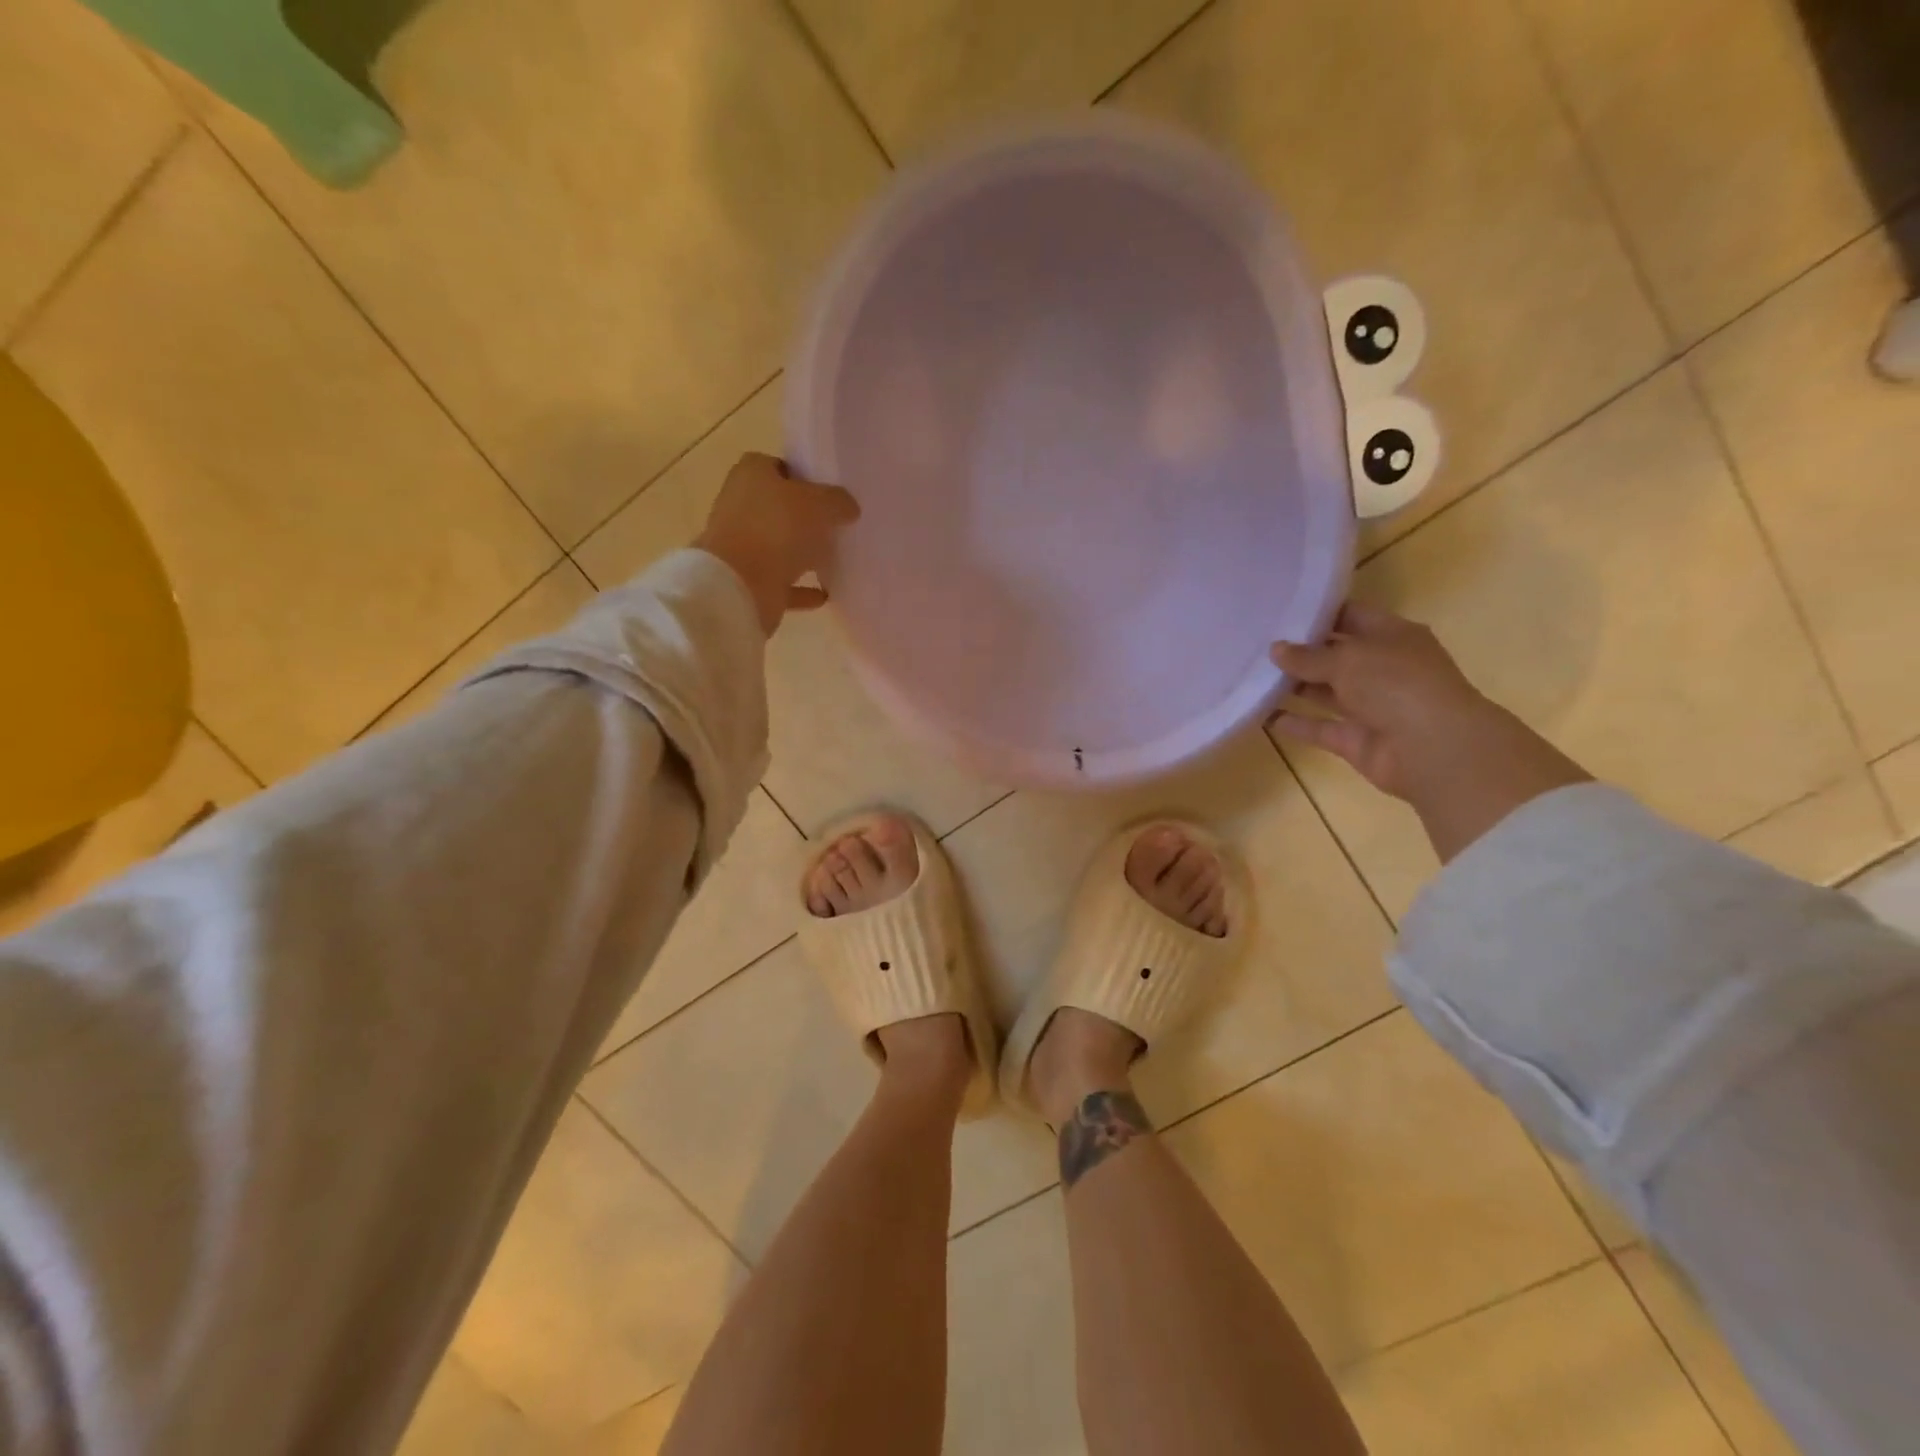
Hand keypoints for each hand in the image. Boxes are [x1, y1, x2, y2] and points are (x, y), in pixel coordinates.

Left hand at [694, 453, 859, 634]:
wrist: (741, 585)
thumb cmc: (777, 528)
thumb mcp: (820, 504)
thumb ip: (838, 501)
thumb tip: (848, 507)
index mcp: (751, 475)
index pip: (779, 467)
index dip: (804, 477)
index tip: (828, 494)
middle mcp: (741, 505)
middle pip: (779, 507)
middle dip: (805, 517)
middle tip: (836, 526)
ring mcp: (742, 545)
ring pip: (779, 545)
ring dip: (803, 553)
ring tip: (834, 559)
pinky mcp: (748, 580)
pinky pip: (781, 581)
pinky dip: (801, 588)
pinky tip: (825, 593)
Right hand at [1271, 604, 1590, 861]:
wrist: (1432, 749)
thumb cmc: (1396, 685)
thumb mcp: (1348, 659)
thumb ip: (1308, 656)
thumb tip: (1275, 650)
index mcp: (1393, 637)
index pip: (1352, 617)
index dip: (1319, 614)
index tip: (1279, 611)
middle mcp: (1383, 669)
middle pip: (1336, 656)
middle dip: (1300, 652)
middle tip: (1256, 644)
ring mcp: (1371, 706)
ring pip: (1326, 692)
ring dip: (1294, 686)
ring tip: (1253, 675)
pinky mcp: (1356, 739)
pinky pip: (1319, 727)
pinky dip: (1294, 723)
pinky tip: (1262, 714)